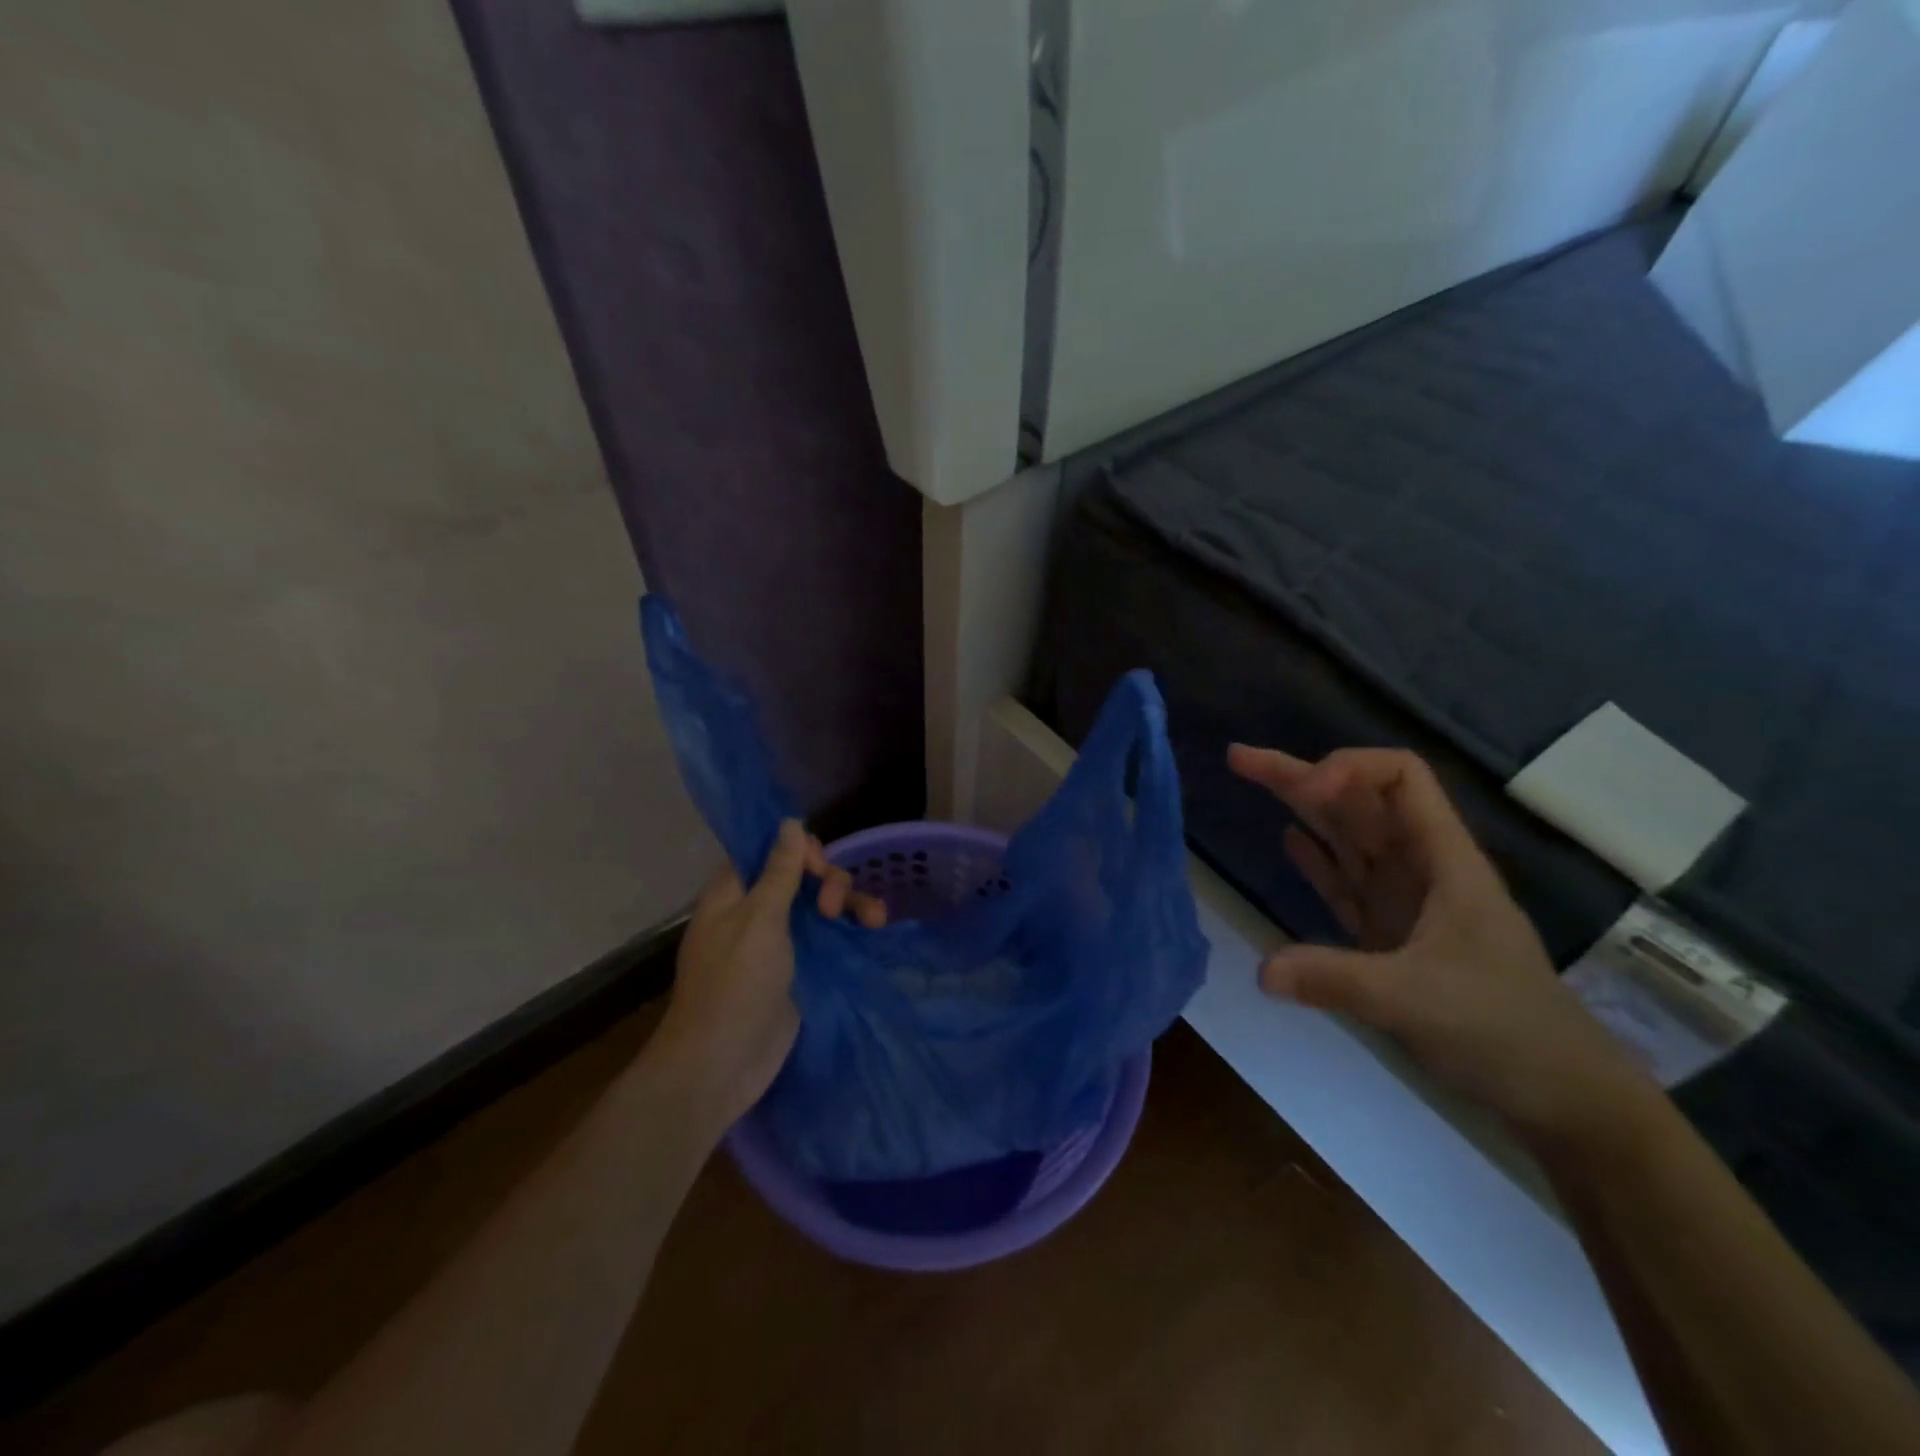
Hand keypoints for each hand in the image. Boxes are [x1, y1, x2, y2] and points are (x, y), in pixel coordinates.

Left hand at [651, 821, 885, 1132]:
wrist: (723, 1063)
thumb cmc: (735, 983)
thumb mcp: (759, 918)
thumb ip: (780, 870)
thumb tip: (790, 822)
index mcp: (734, 891)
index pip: (769, 850)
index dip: (798, 849)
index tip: (817, 866)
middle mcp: (755, 909)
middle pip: (800, 874)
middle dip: (826, 880)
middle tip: (830, 907)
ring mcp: (779, 940)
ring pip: (819, 904)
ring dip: (847, 902)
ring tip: (873, 918)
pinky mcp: (799, 967)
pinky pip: (828, 935)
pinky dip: (850, 928)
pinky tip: (873, 927)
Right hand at [1228, 745, 1650, 1143]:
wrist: (1556, 1093)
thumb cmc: (1504, 1029)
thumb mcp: (1417, 1000)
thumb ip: (1336, 979)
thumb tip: (1261, 970)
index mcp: (1444, 860)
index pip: (1400, 778)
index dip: (1349, 769)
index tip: (1307, 791)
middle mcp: (1420, 868)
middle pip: (1358, 801)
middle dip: (1302, 776)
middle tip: (1240, 759)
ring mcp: (1403, 900)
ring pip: (1346, 837)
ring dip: (1301, 809)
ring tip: (1250, 782)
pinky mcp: (1388, 934)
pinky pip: (1345, 881)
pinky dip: (1316, 859)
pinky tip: (1288, 839)